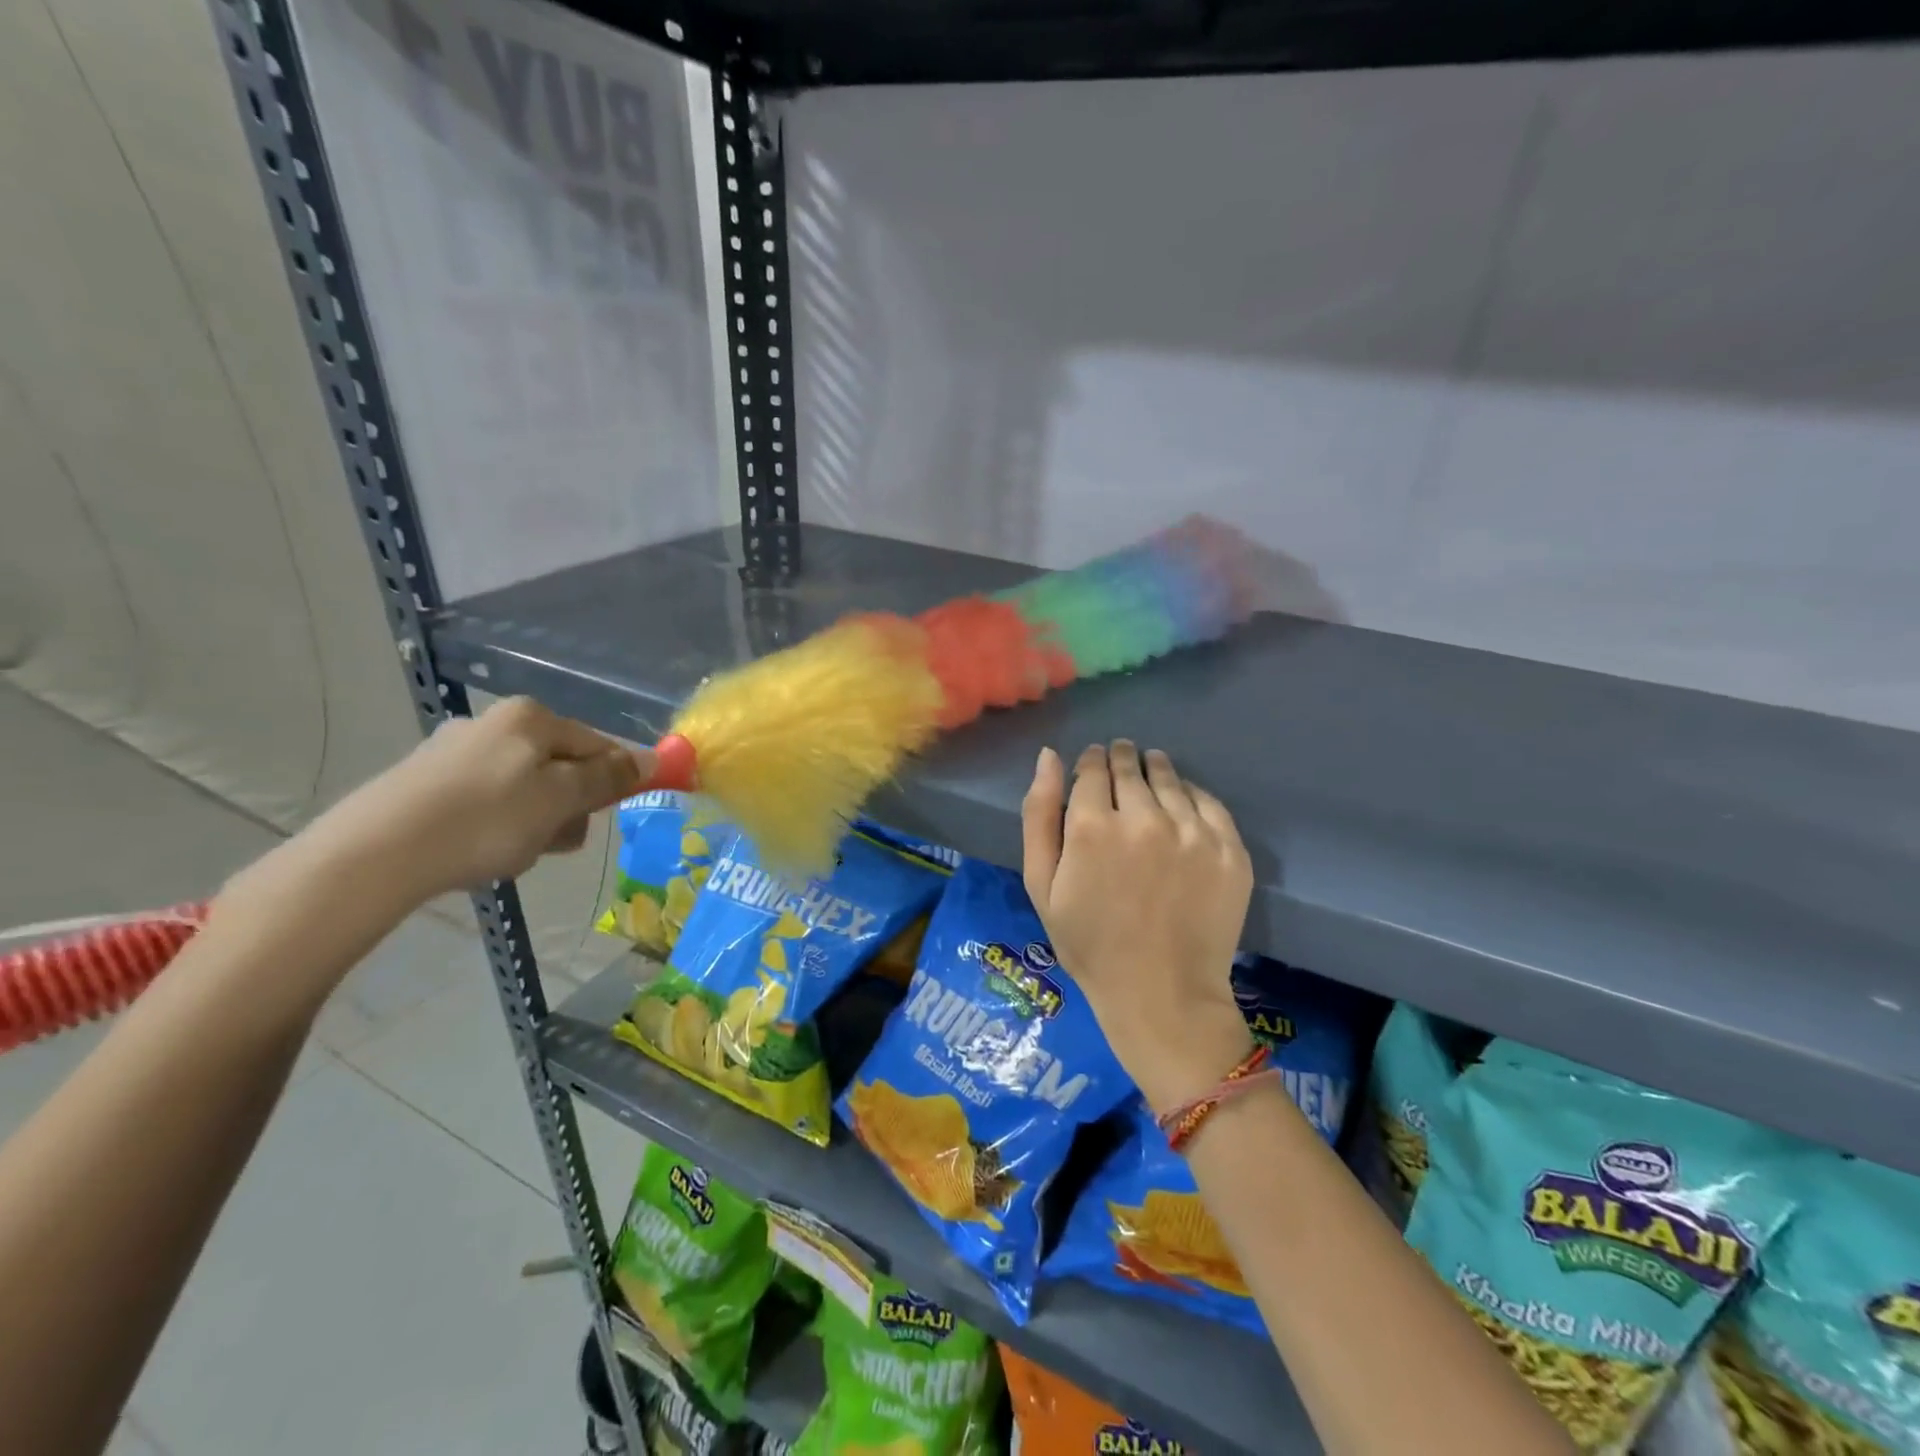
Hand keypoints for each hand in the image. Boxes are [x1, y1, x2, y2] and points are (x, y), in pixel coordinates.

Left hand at [308, 697, 652, 901]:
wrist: (374, 855)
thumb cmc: (486, 821)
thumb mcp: (561, 799)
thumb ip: (608, 777)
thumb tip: (652, 759)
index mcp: (532, 717)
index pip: (598, 746)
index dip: (611, 783)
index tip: (603, 818)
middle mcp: (495, 722)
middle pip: (561, 767)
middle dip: (567, 807)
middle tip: (552, 841)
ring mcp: (456, 750)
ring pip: (526, 788)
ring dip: (535, 821)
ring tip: (512, 853)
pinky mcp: (426, 781)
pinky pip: (488, 801)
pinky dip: (496, 826)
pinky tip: (480, 851)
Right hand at [1021, 740, 1255, 1114]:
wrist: (1161, 994)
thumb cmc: (1089, 943)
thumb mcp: (1041, 884)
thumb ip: (1040, 815)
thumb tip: (1049, 757)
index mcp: (1093, 826)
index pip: (1092, 767)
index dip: (1089, 762)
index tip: (1091, 767)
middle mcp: (1145, 818)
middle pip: (1131, 766)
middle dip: (1120, 759)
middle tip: (1119, 764)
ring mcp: (1192, 832)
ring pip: (1170, 777)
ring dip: (1155, 769)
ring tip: (1149, 775)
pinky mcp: (1228, 849)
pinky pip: (1208, 801)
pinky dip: (1190, 794)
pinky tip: (1180, 804)